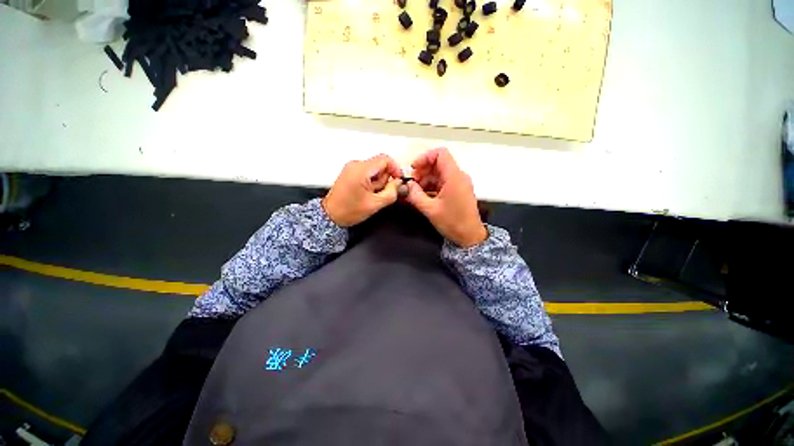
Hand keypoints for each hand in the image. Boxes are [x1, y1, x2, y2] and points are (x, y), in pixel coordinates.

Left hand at [323, 154, 402, 226]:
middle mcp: (355, 164)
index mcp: (361, 169)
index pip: (385, 159)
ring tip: (370, 195)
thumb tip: (399, 183)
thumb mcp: (375, 204)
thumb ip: (391, 192)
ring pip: (375, 170)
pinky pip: (367, 173)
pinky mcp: (351, 173)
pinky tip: (366, 193)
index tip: (398, 181)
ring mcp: (352, 168)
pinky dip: (371, 183)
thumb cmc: (349, 210)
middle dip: (384, 180)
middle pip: (380, 165)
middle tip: (379, 194)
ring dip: (377, 183)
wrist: (330, 215)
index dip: (395, 169)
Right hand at [405, 148, 486, 246]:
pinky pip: (443, 182)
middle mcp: (458, 176)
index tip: (413, 169)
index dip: (425, 158)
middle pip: (438, 163)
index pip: (440, 154)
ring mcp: (459, 183)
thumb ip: (415, 195)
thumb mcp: (430, 209)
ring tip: (416, 192)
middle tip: (412, 183)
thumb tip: (406, 185)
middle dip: (423, 171)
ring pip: (440, 173)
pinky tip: (423, 195)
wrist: (470, 237)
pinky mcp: (458, 190)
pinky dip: (432, 186)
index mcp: (454, 177)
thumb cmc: (452, 222)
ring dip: (426, 179)